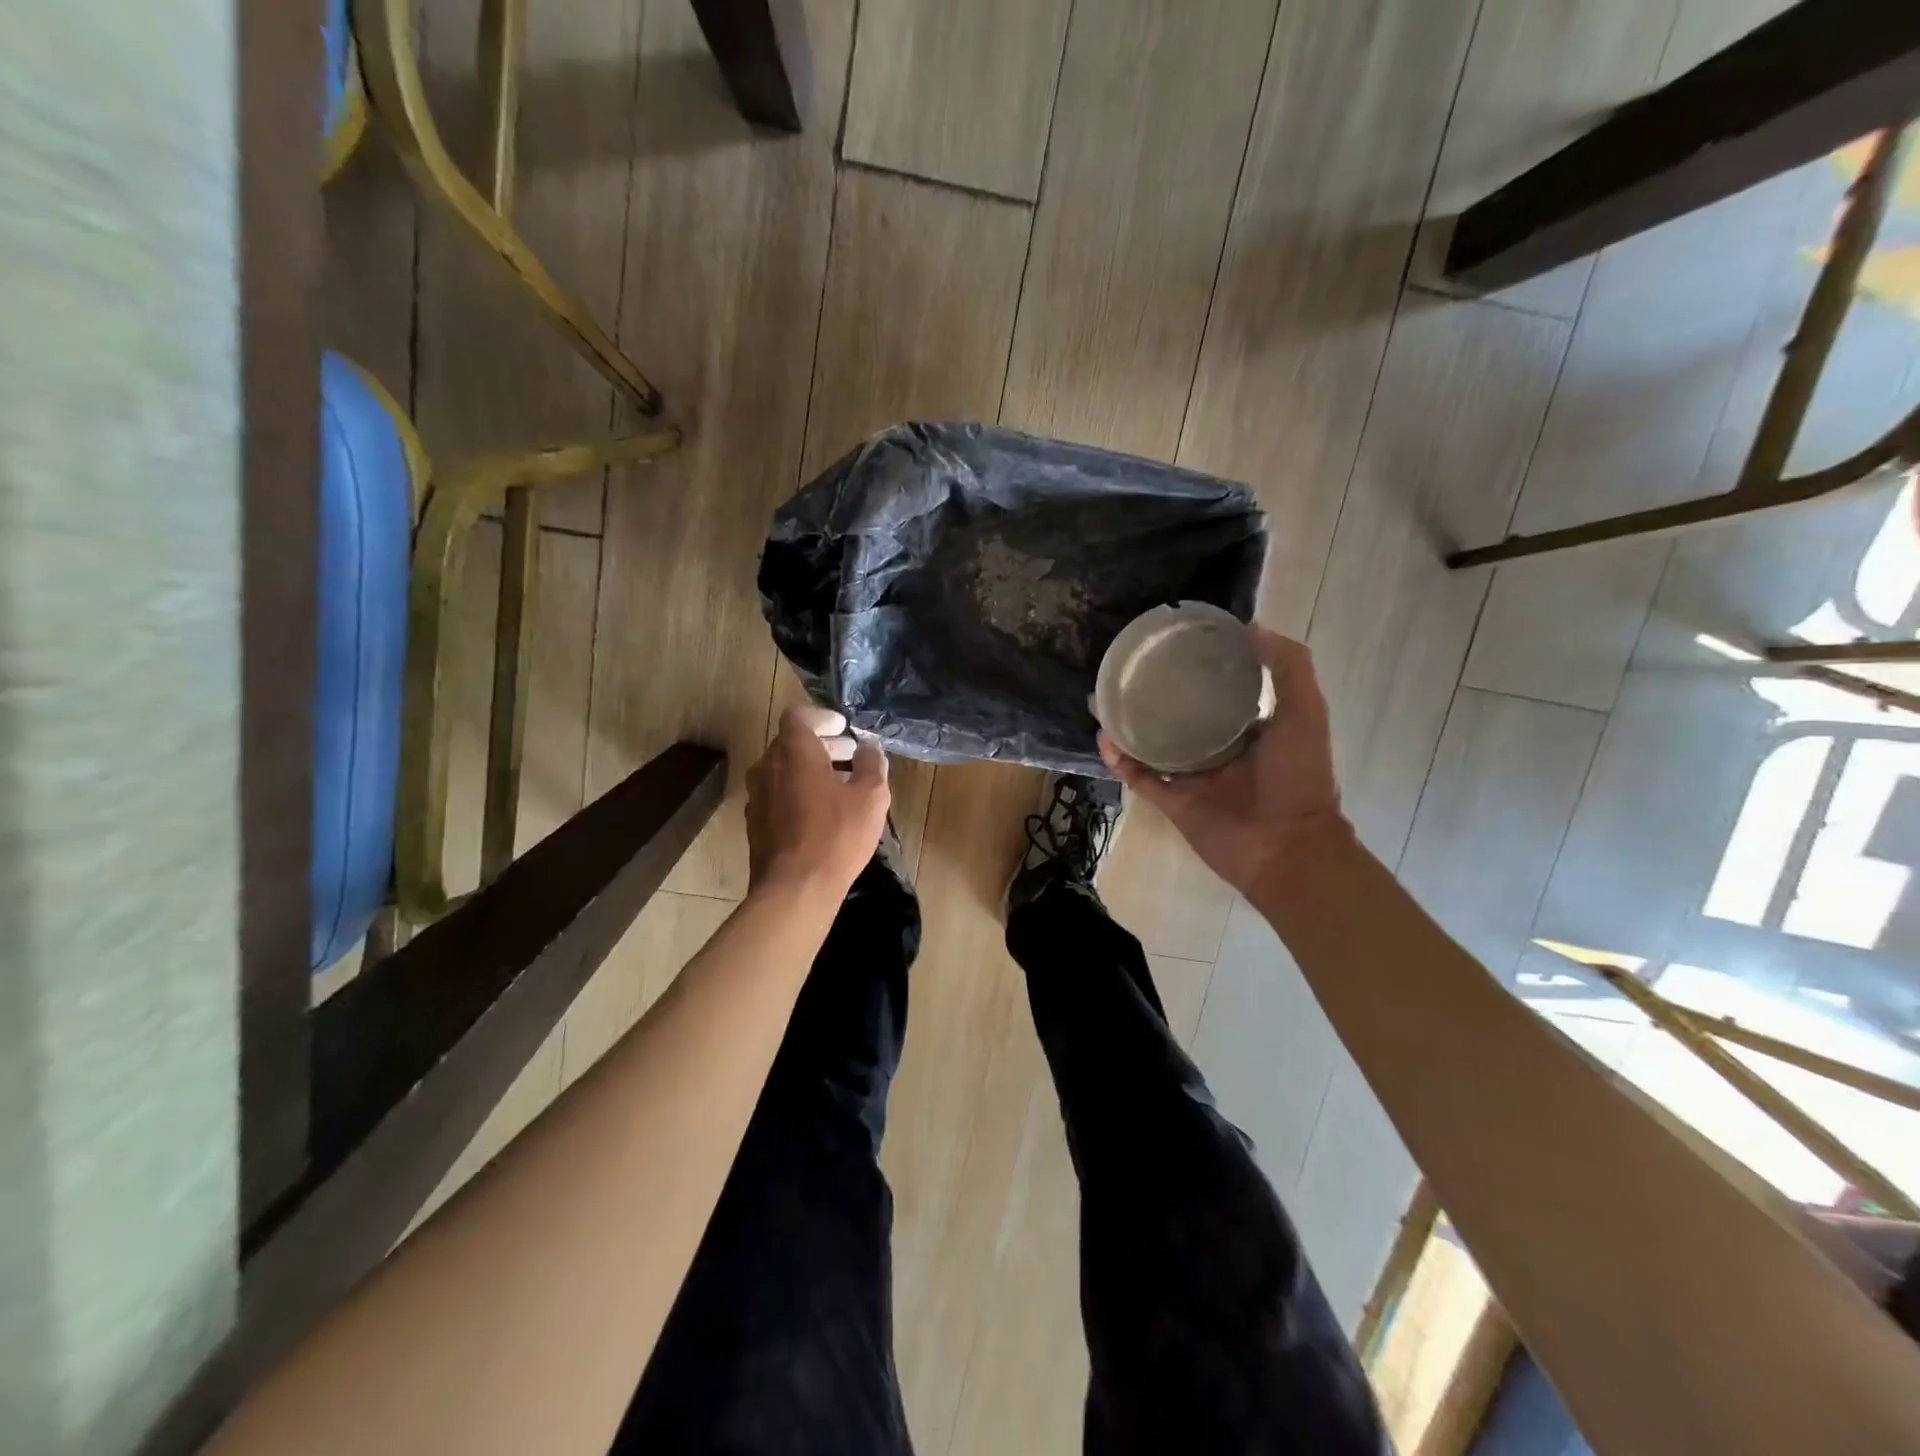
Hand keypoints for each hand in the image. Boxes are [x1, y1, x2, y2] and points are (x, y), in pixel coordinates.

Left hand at [747, 706, 890, 898]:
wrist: (795, 888)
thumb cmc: (836, 834)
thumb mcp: (871, 796)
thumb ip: (872, 763)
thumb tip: (869, 747)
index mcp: (793, 751)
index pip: (799, 716)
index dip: (822, 717)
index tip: (843, 727)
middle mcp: (767, 766)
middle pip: (791, 743)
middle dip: (822, 745)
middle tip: (850, 754)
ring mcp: (756, 795)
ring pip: (783, 770)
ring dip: (810, 770)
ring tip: (840, 785)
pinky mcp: (754, 822)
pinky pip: (777, 794)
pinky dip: (798, 792)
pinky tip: (821, 813)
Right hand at [1099, 627, 1347, 899]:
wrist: (1287, 848)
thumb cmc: (1299, 778)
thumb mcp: (1305, 712)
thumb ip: (1288, 668)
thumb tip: (1251, 627)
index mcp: (1249, 728)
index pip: (1217, 690)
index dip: (1197, 667)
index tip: (1171, 643)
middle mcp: (1217, 749)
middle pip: (1178, 715)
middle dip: (1153, 695)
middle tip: (1124, 670)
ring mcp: (1193, 777)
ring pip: (1152, 745)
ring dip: (1127, 725)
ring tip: (1102, 699)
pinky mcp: (1174, 802)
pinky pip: (1141, 777)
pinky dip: (1122, 760)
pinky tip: (1105, 738)